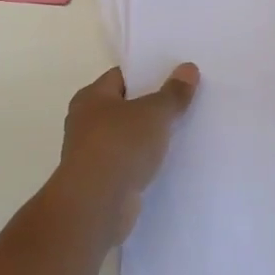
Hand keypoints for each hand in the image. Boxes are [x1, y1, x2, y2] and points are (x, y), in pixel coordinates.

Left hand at [56, 64, 199, 244]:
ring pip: (129, 136)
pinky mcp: (102, 181)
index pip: (122, 76)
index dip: (149, 73)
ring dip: (150, 136)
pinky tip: (170, 161)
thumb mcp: (154, 113)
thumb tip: (188, 68)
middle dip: (153, 105)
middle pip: (126, 106)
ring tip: (185, 130)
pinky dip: (146, 161)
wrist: (96, 206)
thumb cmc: (120, 146)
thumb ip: (173, 92)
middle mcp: (86, 122)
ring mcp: (93, 153)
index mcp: (91, 97)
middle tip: (186, 101)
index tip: (177, 76)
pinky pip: (130, 162)